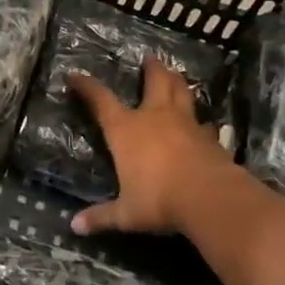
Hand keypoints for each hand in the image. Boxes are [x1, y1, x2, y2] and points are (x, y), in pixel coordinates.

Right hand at [68, 58, 232, 235]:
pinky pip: (201, 120)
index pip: (101, 100)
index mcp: (127, 130)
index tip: (75, 75)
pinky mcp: (209, 136)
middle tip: (150, 58)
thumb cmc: (159, 200)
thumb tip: (74, 227)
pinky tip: (200, 122)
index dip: (86, 86)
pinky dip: (198, 117)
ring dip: (177, 82)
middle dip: (151, 68)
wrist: (210, 198)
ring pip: (182, 92)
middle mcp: (155, 117)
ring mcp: (185, 123)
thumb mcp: (126, 213)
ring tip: (175, 75)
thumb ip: (102, 216)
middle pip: (155, 81)